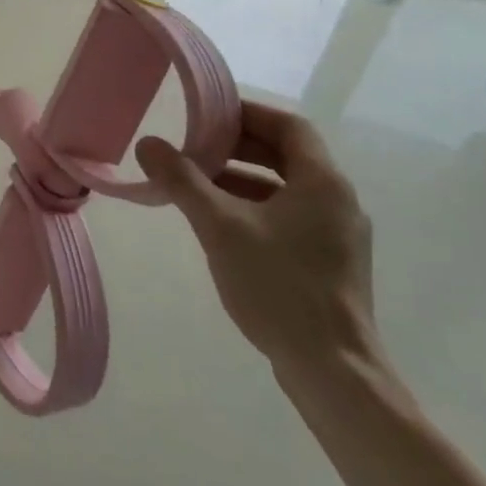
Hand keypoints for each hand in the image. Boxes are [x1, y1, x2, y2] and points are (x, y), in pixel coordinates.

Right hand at [135, 100, 376, 375]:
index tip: (207, 115)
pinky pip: (290, 217)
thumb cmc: (279, 286)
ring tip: (196, 184)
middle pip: (287, 155)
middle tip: (194, 147)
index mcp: (323, 182)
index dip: (247, 114)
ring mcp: (337, 235)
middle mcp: (338, 201)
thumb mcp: (220, 226)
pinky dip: (255, 208)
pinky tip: (220, 225)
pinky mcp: (330, 264)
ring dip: (242, 179)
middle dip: (238, 147)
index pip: (288, 125)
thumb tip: (148, 144)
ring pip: (286, 188)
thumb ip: (183, 181)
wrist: (332, 371)